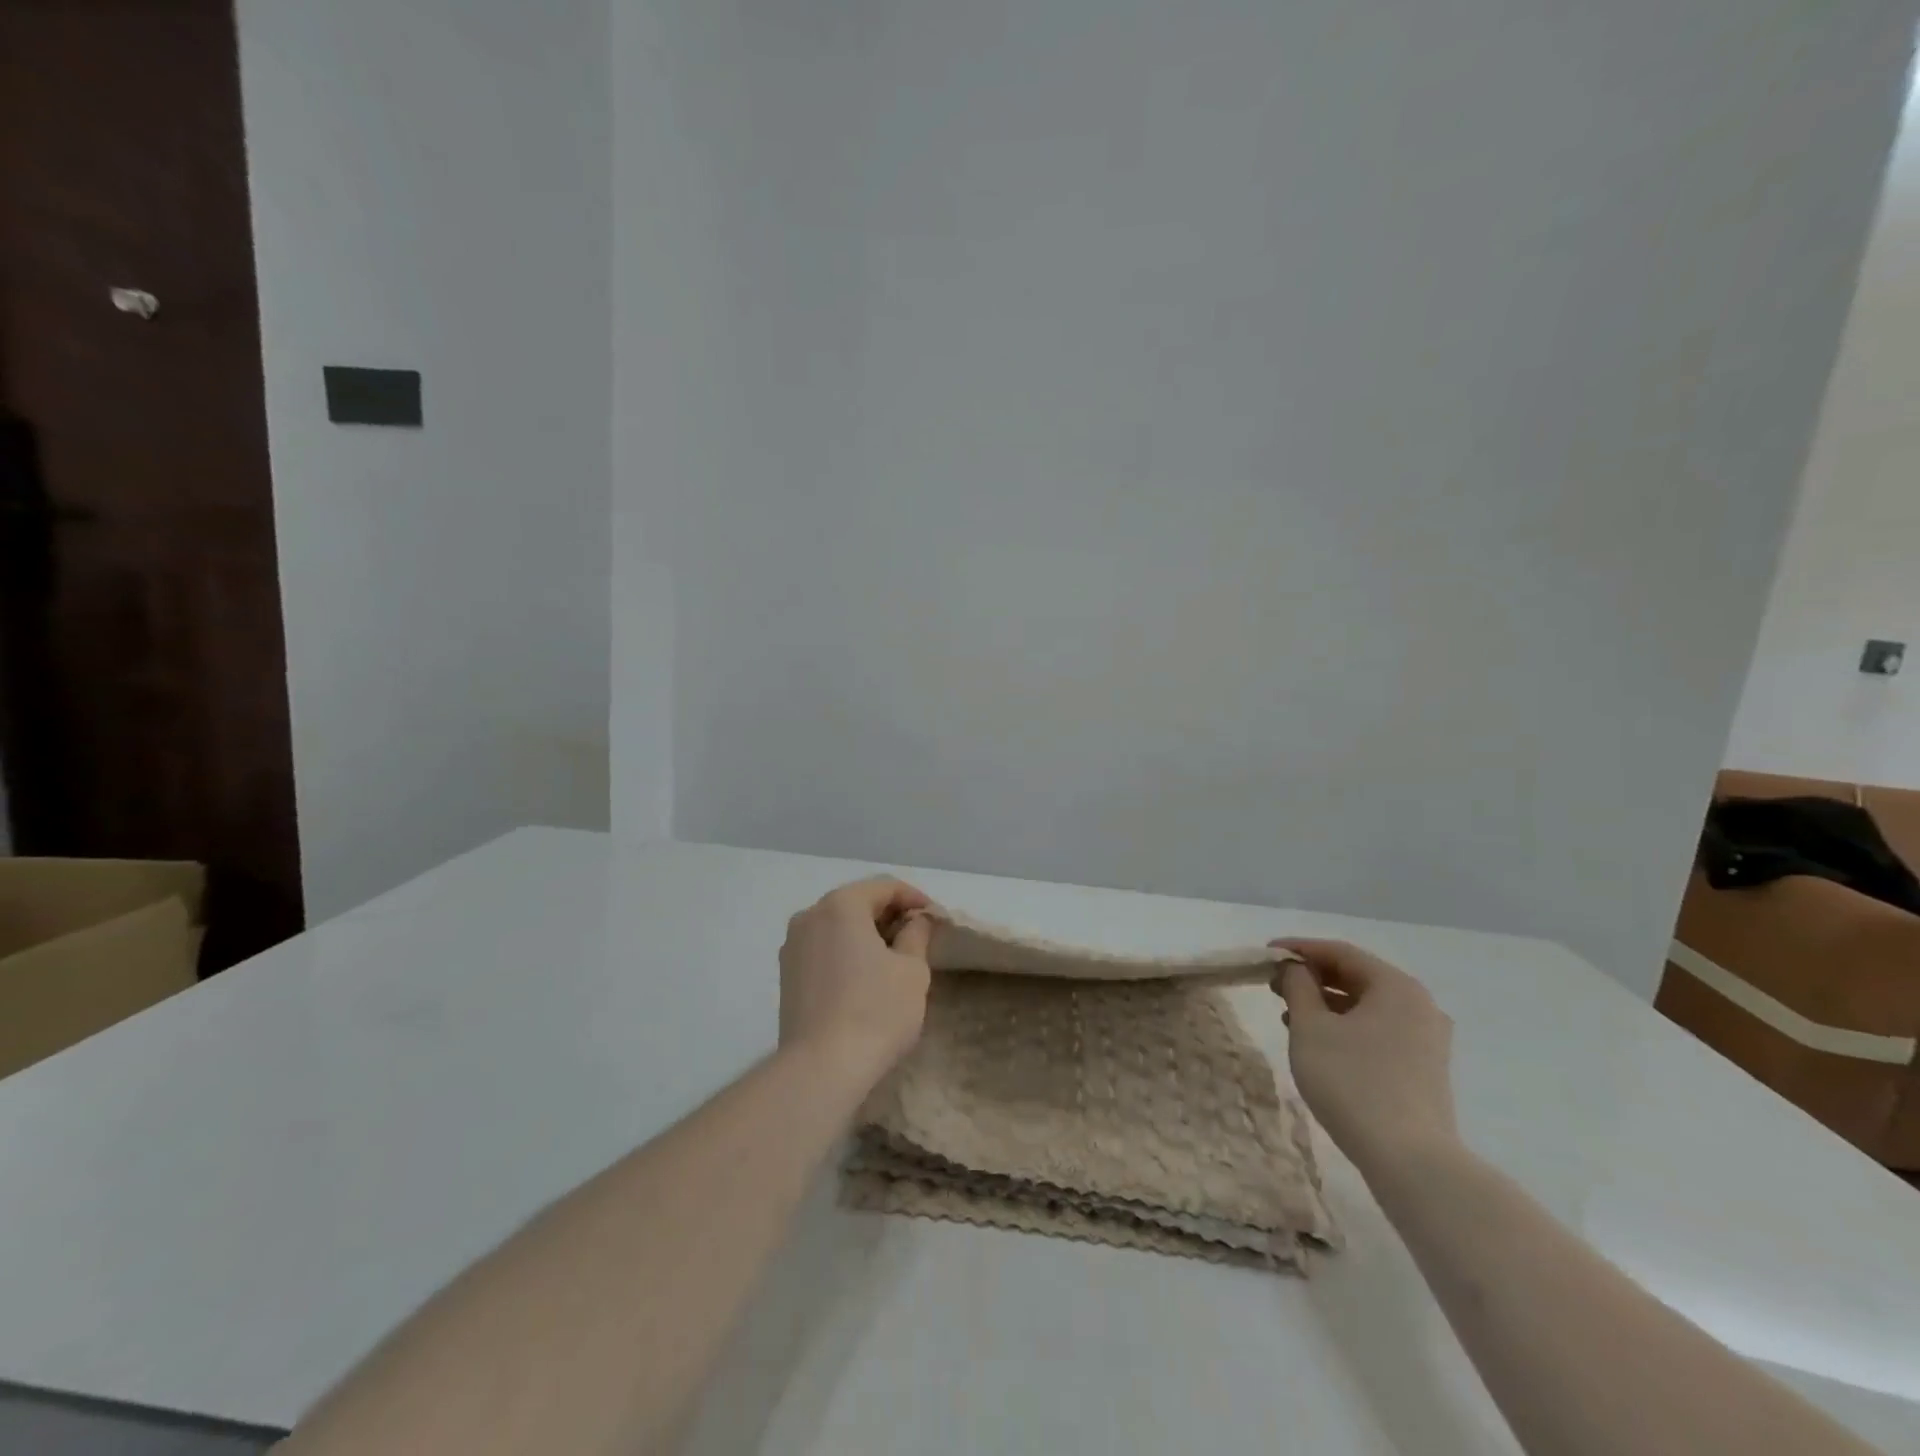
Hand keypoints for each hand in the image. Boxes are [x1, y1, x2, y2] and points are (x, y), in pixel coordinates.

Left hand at [779, 877, 934, 1085]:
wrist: (820, 1069)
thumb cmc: (875, 1011)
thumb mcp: (912, 970)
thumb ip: (916, 934)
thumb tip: (915, 921)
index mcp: (841, 905)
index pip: (884, 887)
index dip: (914, 898)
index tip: (935, 918)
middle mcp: (810, 916)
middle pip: (857, 903)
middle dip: (889, 915)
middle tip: (918, 936)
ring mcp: (792, 946)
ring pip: (838, 926)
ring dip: (867, 934)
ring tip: (894, 958)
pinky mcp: (786, 975)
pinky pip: (823, 949)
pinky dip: (847, 952)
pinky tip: (866, 977)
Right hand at [1270, 939, 1459, 1177]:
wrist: (1410, 1161)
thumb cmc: (1353, 1082)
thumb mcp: (1311, 1028)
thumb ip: (1298, 986)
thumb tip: (1295, 968)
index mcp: (1397, 986)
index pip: (1341, 952)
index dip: (1299, 949)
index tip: (1265, 954)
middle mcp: (1420, 1005)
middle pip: (1357, 976)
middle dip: (1312, 977)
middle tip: (1274, 983)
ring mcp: (1427, 1039)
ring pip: (1367, 1006)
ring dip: (1326, 1003)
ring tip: (1288, 1012)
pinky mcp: (1425, 1068)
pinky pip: (1379, 1030)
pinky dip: (1346, 1026)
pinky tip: (1318, 1041)